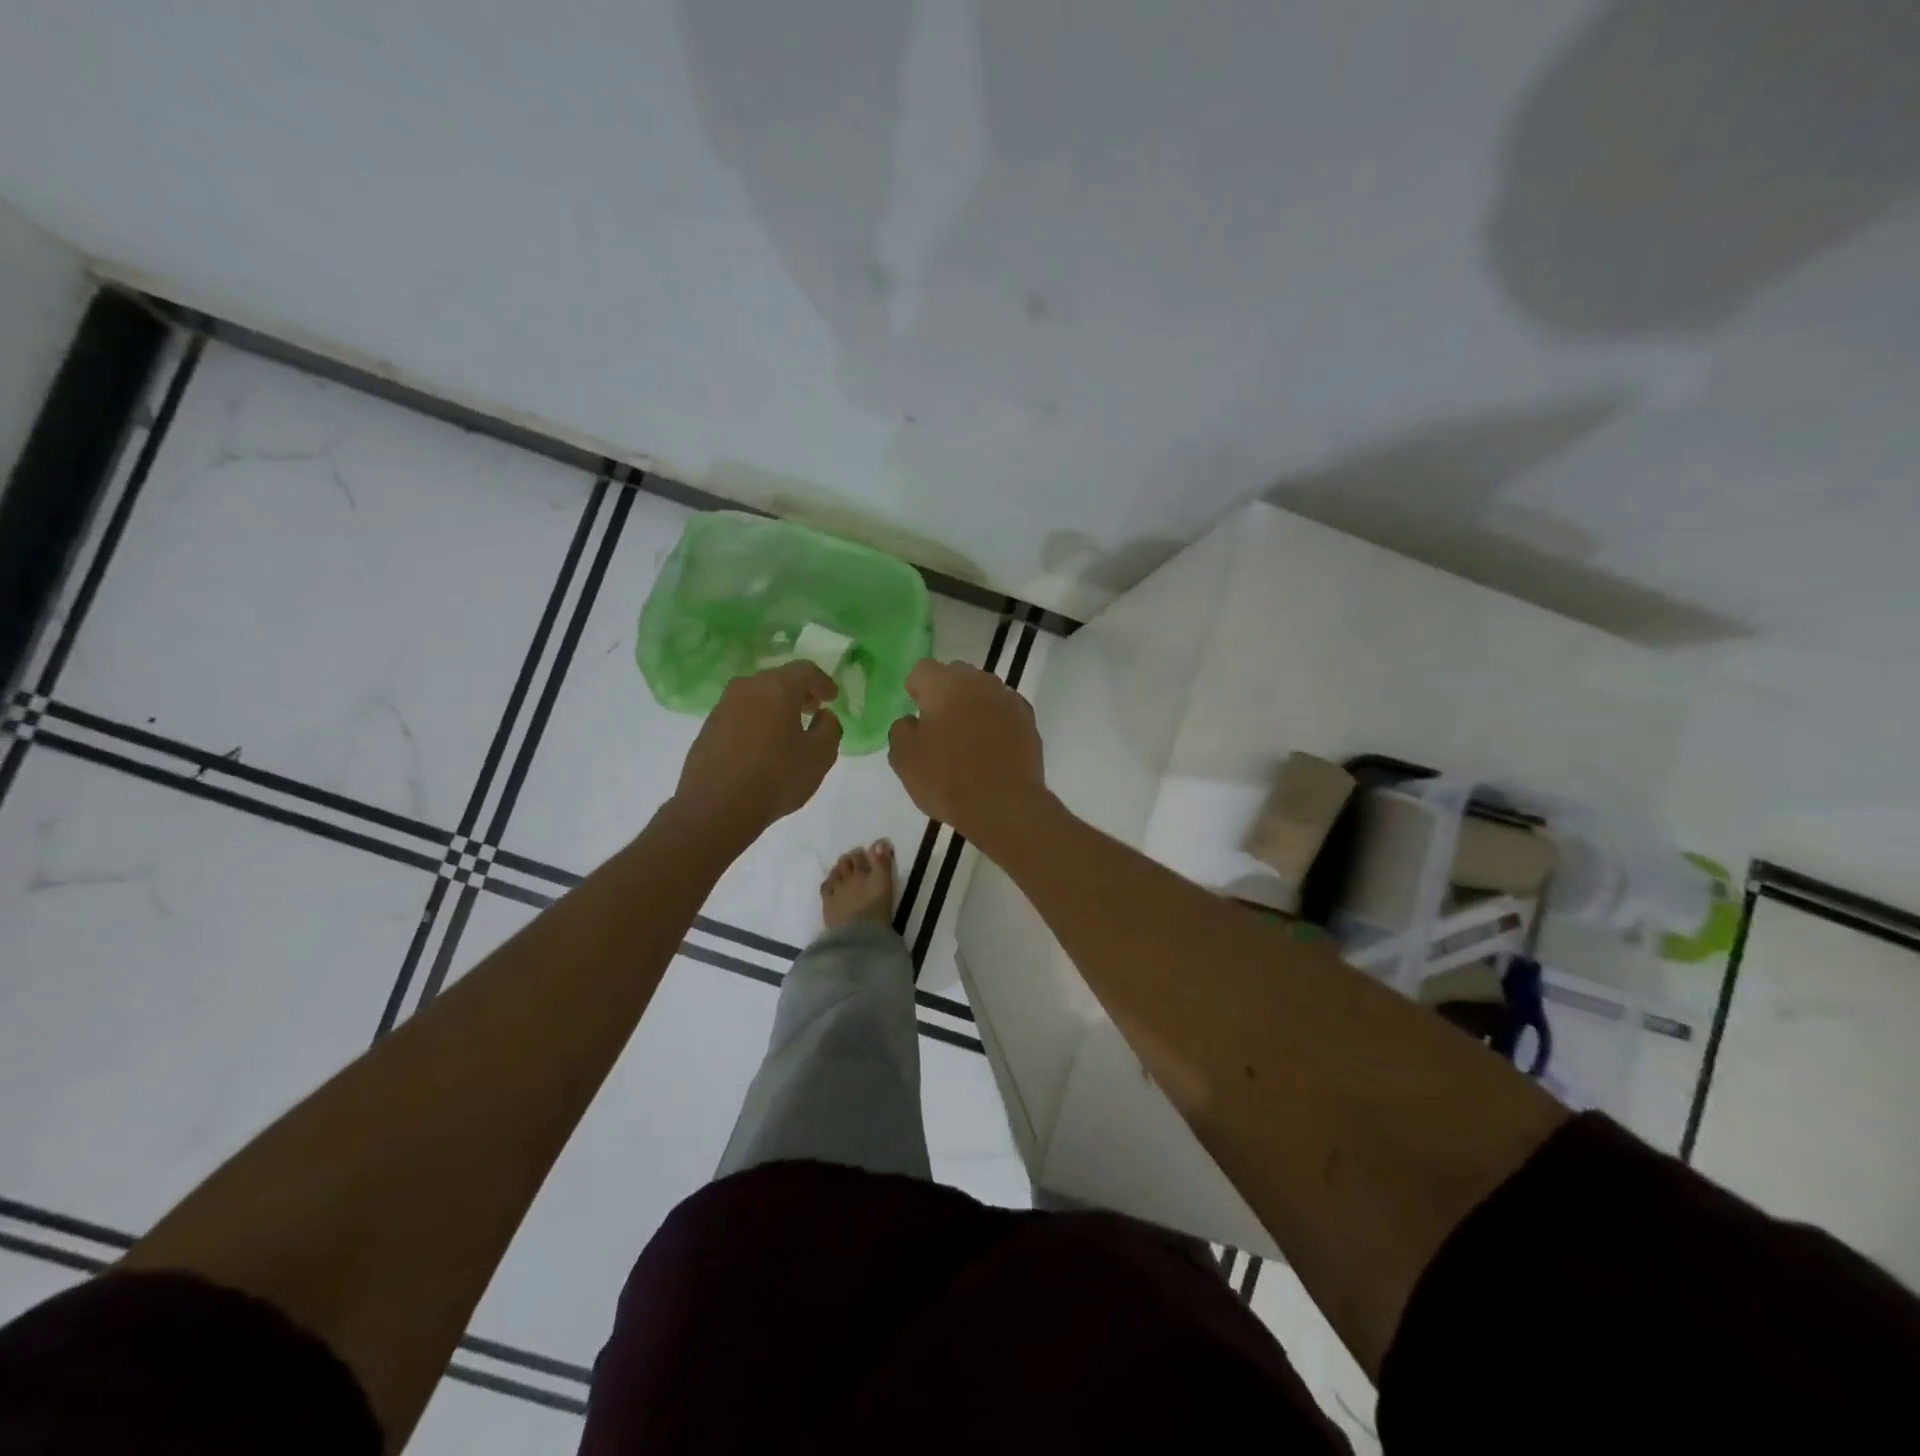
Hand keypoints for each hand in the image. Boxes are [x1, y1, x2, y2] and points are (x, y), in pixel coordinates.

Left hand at [674, 662, 841, 836]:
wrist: (716, 807)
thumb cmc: (776, 777)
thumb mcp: (820, 756)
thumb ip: (830, 729)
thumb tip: (823, 717)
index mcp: (777, 688)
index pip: (805, 670)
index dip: (823, 682)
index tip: (832, 698)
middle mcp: (747, 688)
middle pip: (778, 680)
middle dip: (799, 693)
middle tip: (813, 710)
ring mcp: (723, 706)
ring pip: (757, 696)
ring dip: (775, 707)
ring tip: (788, 729)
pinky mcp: (708, 728)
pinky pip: (740, 714)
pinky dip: (756, 721)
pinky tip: (762, 745)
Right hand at [887, 660, 1046, 841]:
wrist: (1003, 805)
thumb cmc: (947, 779)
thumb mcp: (904, 759)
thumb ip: (901, 730)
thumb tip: (912, 721)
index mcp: (945, 684)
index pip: (923, 669)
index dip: (916, 689)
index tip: (916, 714)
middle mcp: (979, 682)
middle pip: (957, 675)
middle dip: (946, 693)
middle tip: (939, 726)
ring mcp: (1008, 699)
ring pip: (983, 691)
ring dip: (973, 706)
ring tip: (967, 739)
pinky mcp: (1028, 720)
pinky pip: (1004, 711)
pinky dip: (995, 721)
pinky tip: (991, 748)